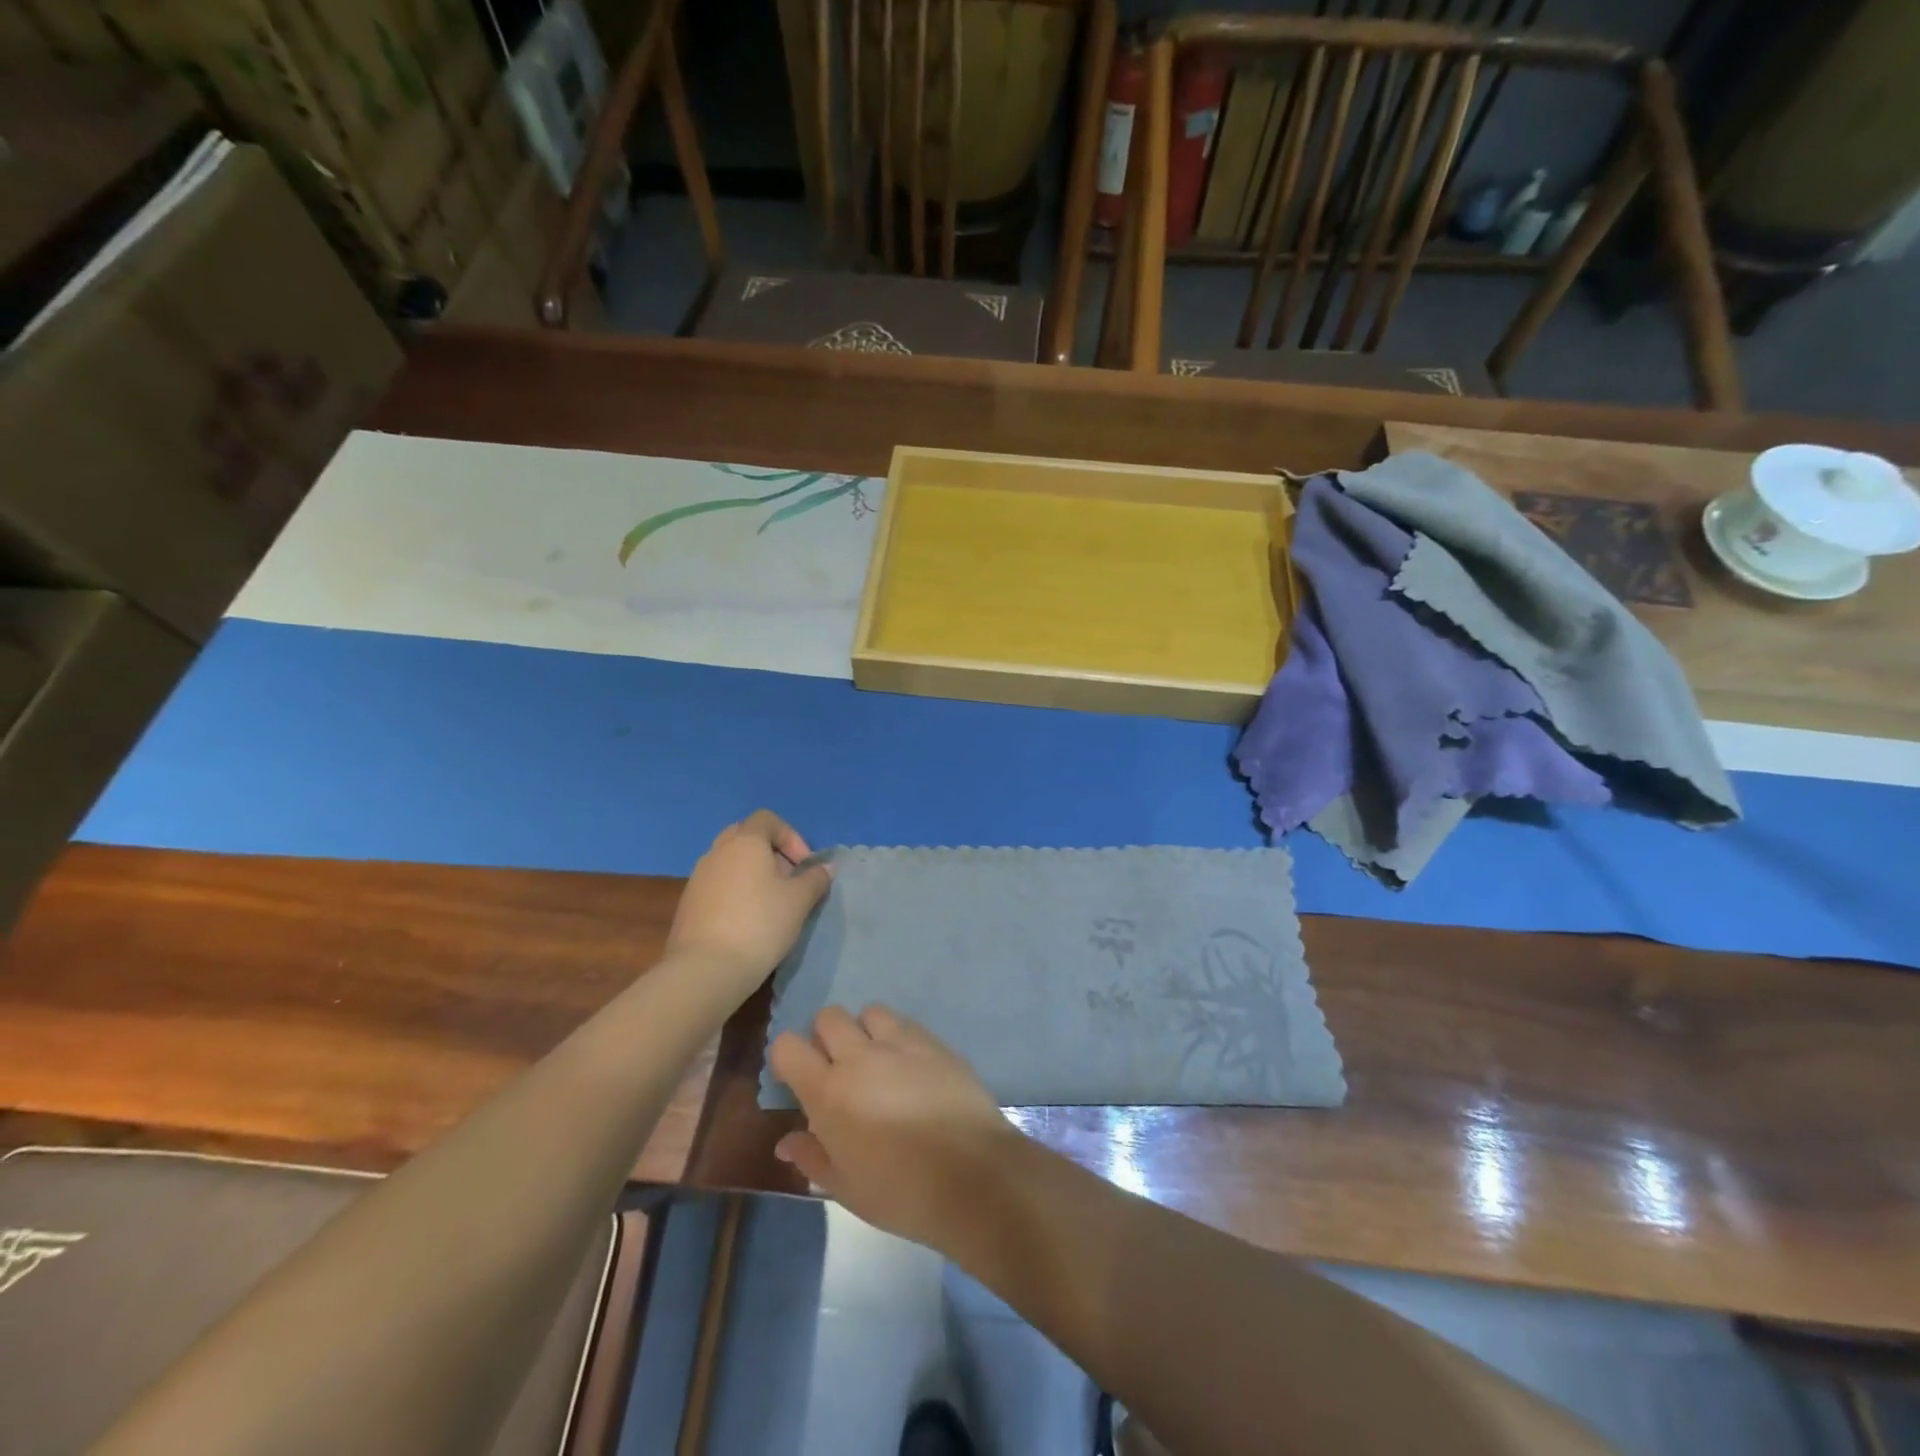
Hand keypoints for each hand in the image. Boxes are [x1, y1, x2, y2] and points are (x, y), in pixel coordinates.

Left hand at [666, 811, 830, 1001]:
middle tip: (787, 879)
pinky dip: (734, 892)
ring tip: (769, 903)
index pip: (767, 819)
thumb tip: (824, 868)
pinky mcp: (688, 904)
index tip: (804, 865)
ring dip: (751, 873)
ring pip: (729, 862)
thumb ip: (815, 879)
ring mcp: (698, 877)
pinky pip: (717, 885)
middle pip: (745, 836)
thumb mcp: (800, 901)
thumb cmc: (760, 924)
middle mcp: (717, 852)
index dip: (791, 836)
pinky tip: (746, 921)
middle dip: (770, 852)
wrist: (706, 969)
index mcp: (745, 842)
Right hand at [769, 1005, 1024, 1252]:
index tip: (797, 1079)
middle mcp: (860, 1056)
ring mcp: (901, 1043)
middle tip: (839, 1070)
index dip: (787, 1057)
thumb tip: (786, 1141)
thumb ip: (812, 1157)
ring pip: (870, 1012)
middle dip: (826, 1037)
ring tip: (878, 1063)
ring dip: (866, 1031)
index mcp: (829, 1092)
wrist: (972, 1176)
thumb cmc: (901, 1192)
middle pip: (829, 1016)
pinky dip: (899, 1038)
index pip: (788, 1046)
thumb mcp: (846, 1188)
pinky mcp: (934, 1041)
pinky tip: (911, 1068)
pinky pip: (906, 1023)